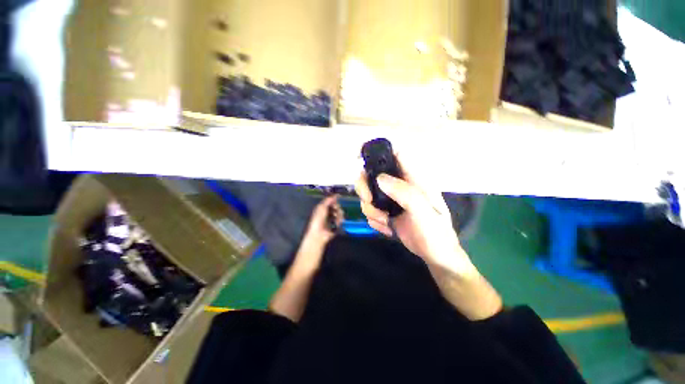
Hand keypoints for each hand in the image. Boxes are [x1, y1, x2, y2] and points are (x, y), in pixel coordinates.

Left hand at [302, 195, 343, 249]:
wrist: (319, 233)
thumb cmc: (318, 219)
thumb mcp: (321, 207)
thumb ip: (328, 200)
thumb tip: (335, 195)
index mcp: (323, 207)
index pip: (331, 201)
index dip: (335, 199)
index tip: (339, 197)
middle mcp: (328, 212)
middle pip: (337, 206)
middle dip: (337, 207)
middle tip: (335, 209)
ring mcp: (333, 218)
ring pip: (340, 212)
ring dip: (339, 214)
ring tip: (335, 217)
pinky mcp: (336, 224)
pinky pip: (341, 219)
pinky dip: (339, 220)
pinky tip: (337, 223)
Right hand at [355, 155, 473, 273]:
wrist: (436, 256)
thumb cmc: (436, 233)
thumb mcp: (424, 212)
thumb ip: (405, 193)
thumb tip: (380, 178)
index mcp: (413, 179)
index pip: (396, 154)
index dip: (378, 150)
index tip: (359, 155)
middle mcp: (400, 186)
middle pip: (373, 175)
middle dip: (365, 187)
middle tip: (369, 200)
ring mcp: (391, 200)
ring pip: (368, 194)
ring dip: (371, 209)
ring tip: (385, 221)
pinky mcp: (386, 212)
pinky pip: (371, 211)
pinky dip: (374, 220)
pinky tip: (388, 228)